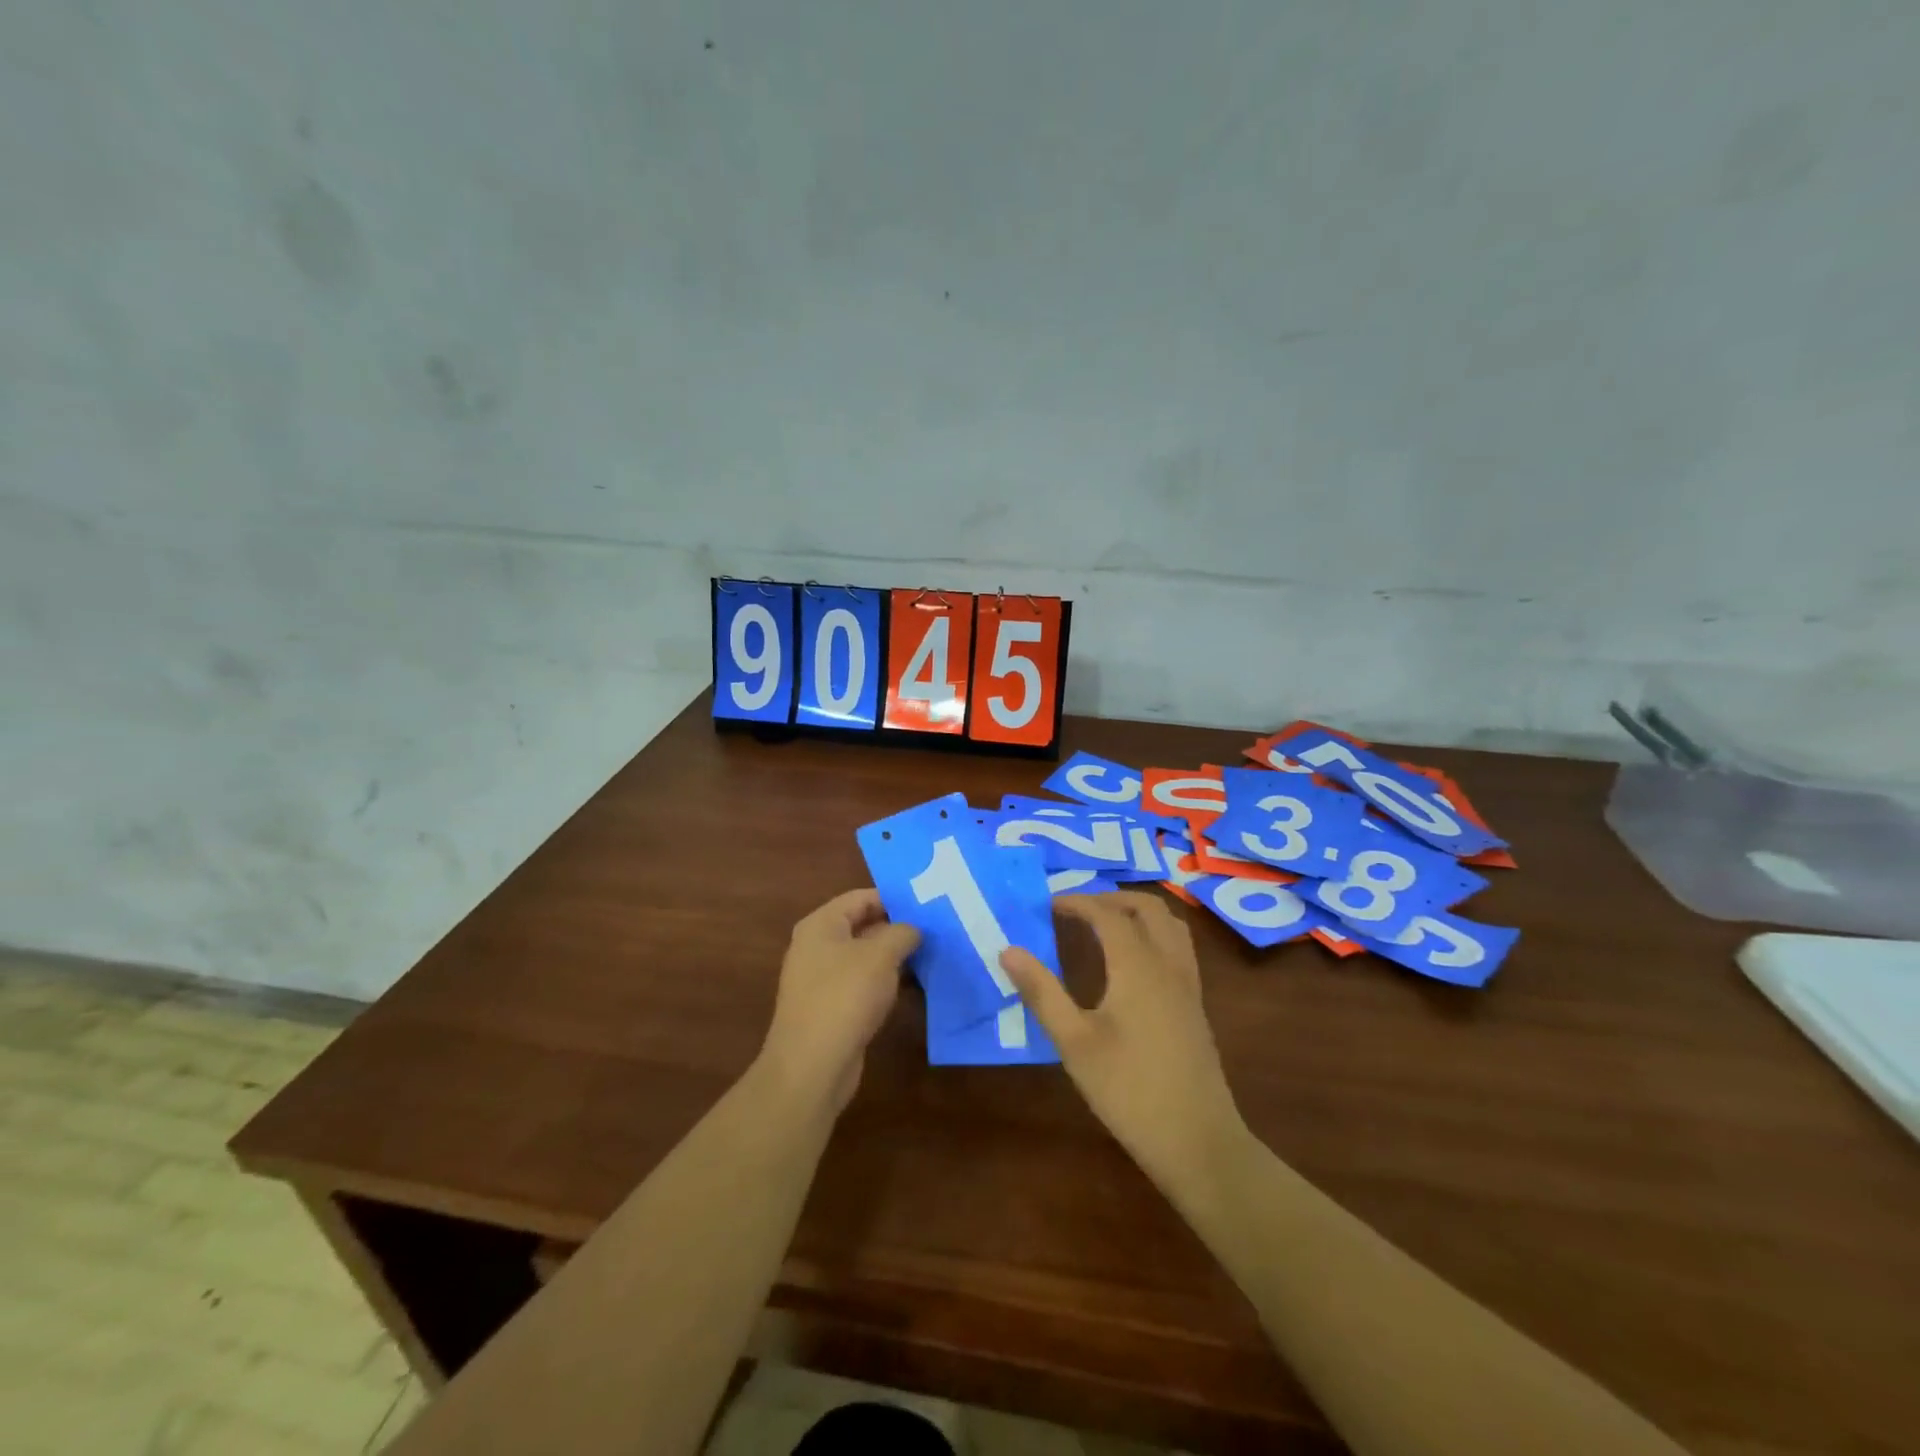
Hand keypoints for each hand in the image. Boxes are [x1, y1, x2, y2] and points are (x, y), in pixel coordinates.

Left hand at [758, 889, 919, 1114]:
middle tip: (936, 929)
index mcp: (821, 925)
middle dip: (898, 928)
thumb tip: (914, 929)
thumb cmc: (845, 996)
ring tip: (933, 955)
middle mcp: (817, 947)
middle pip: (863, 926)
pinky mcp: (832, 1009)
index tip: (927, 904)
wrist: (812, 1066)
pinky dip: (886, 983)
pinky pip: (863, 985)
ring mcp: (822, 980)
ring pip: (865, 958)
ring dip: (895, 958)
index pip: (860, 898)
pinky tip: (914, 987)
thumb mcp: (880, 955)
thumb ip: (902, 933)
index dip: (893, 898)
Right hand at [1001, 892, 1247, 1191]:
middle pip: (1147, 908)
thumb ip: (1042, 992)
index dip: (1077, 902)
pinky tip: (1133, 962)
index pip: (1107, 914)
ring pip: (1170, 924)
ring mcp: (1188, 985)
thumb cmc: (1129, 1090)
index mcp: (1138, 966)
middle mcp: (1168, 964)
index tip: (1048, 904)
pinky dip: (1154, 933)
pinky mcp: (1195, 1006)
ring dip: (1138, 912)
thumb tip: (1008, 950)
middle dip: (1111, 898)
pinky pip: (1178, 947)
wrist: (1197, 1140)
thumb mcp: (1074, 1042)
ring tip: (1105, 924)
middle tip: (1077, 909)